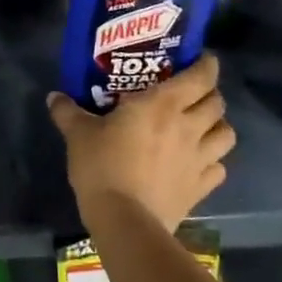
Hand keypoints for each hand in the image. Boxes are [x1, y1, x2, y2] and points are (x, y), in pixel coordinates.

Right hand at [47, 53, 234, 232]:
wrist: (125, 221)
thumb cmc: (103, 166)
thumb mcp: (78, 134)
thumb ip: (68, 112)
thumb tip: (54, 96)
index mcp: (163, 104)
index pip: (201, 76)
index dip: (207, 65)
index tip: (201, 60)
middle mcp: (188, 126)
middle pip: (218, 103)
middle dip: (210, 94)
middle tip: (193, 94)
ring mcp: (199, 159)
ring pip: (227, 135)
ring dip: (217, 127)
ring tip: (202, 127)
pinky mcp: (201, 189)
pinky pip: (218, 169)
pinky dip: (213, 162)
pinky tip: (198, 163)